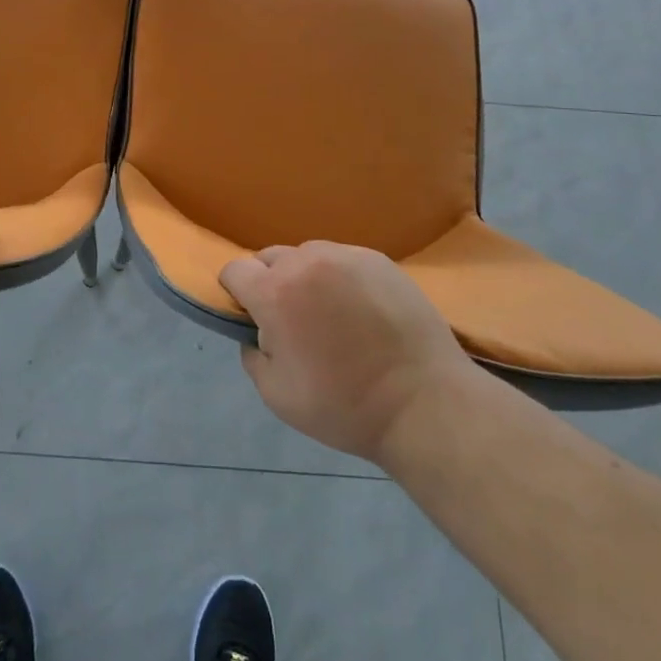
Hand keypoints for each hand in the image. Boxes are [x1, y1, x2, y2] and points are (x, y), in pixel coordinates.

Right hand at [220, 242, 478, 462]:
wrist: (425, 404)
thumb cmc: (344, 406)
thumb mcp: (277, 396)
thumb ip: (253, 355)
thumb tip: (256, 333)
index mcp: (274, 293)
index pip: (235, 270)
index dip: (235, 291)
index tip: (249, 314)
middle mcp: (305, 263)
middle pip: (269, 258)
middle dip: (270, 282)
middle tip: (291, 319)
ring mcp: (345, 256)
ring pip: (307, 254)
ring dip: (305, 275)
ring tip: (328, 311)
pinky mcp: (378, 260)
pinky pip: (342, 258)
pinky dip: (339, 277)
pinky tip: (360, 309)